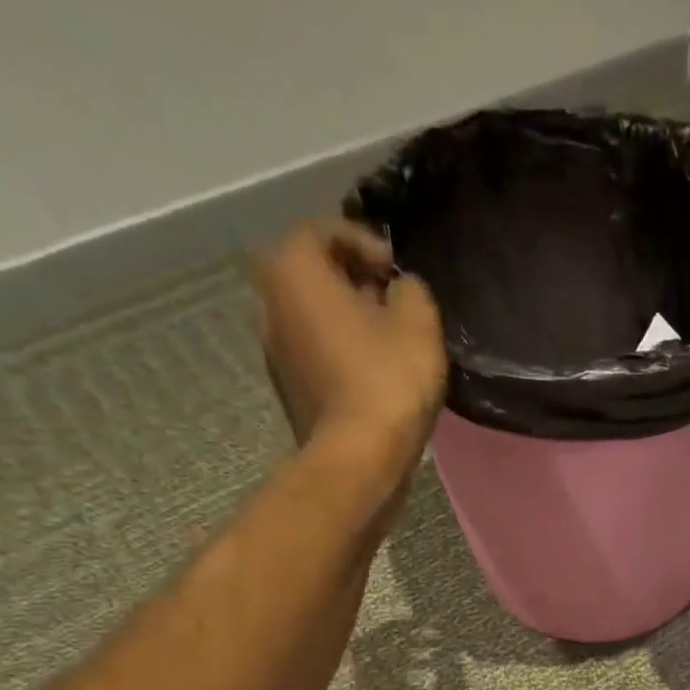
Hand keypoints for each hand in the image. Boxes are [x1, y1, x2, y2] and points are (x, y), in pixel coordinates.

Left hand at [256, 221, 446, 479]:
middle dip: (353, 280)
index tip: (396, 269)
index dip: (362, 241)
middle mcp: (270, 302)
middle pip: (312, 274)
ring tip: (389, 340)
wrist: (359, 459)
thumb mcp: (418, 322)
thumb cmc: (387, 381)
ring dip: (348, 319)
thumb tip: (400, 289)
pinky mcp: (289, 389)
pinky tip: (375, 373)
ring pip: (313, 315)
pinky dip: (342, 351)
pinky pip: (316, 352)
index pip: (321, 230)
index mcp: (294, 271)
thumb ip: (411, 289)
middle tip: (394, 302)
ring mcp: (275, 350)